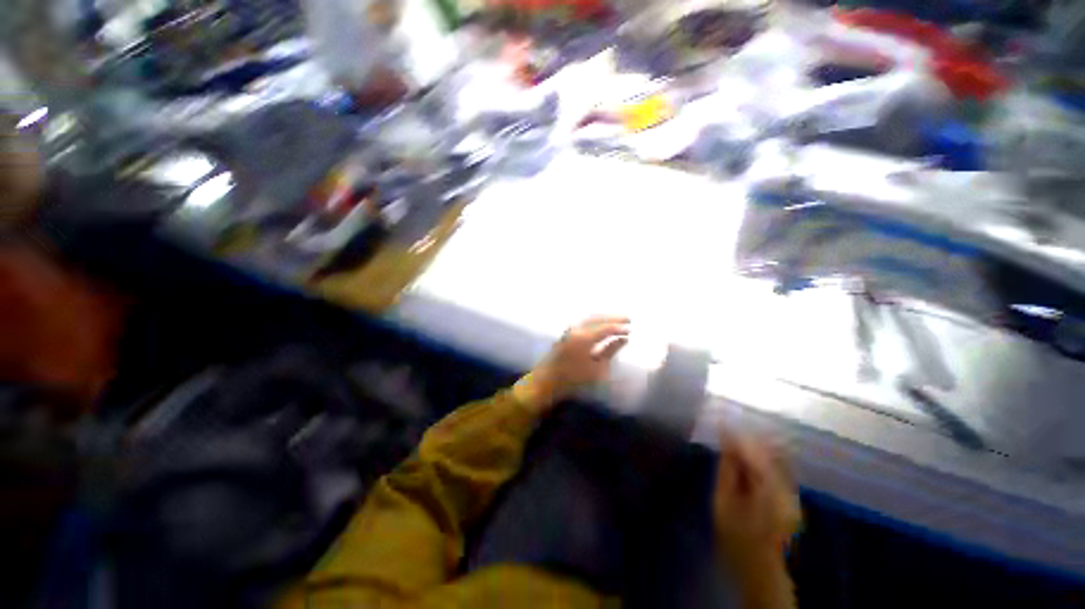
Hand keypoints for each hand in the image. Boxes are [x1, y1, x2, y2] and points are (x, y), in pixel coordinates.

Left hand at [514, 316, 629, 412]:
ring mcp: (570, 329)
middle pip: (597, 318)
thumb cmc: (573, 379)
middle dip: (613, 317)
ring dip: (604, 317)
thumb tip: (623, 339)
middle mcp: (576, 329)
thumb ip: (610, 351)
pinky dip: (595, 320)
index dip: (619, 327)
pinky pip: (584, 321)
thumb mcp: (597, 369)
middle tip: (628, 319)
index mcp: (584, 338)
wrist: (547, 380)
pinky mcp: (566, 332)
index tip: (632, 329)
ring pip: (590, 317)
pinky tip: (601, 323)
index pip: (606, 328)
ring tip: (617, 319)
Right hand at [712, 429, 800, 560]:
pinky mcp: (791, 498)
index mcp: (770, 492)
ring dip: (755, 447)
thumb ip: (727, 469)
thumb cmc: (736, 536)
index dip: (738, 436)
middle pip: (769, 453)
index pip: (756, 453)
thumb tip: (726, 442)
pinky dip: (761, 459)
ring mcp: (793, 494)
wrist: (759, 568)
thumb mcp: (723, 502)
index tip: (722, 422)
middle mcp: (788, 489)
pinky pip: (777, 469)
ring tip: (734, 440)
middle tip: (727, 429)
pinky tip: (747, 457)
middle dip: (747, 439)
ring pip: (775, 459)